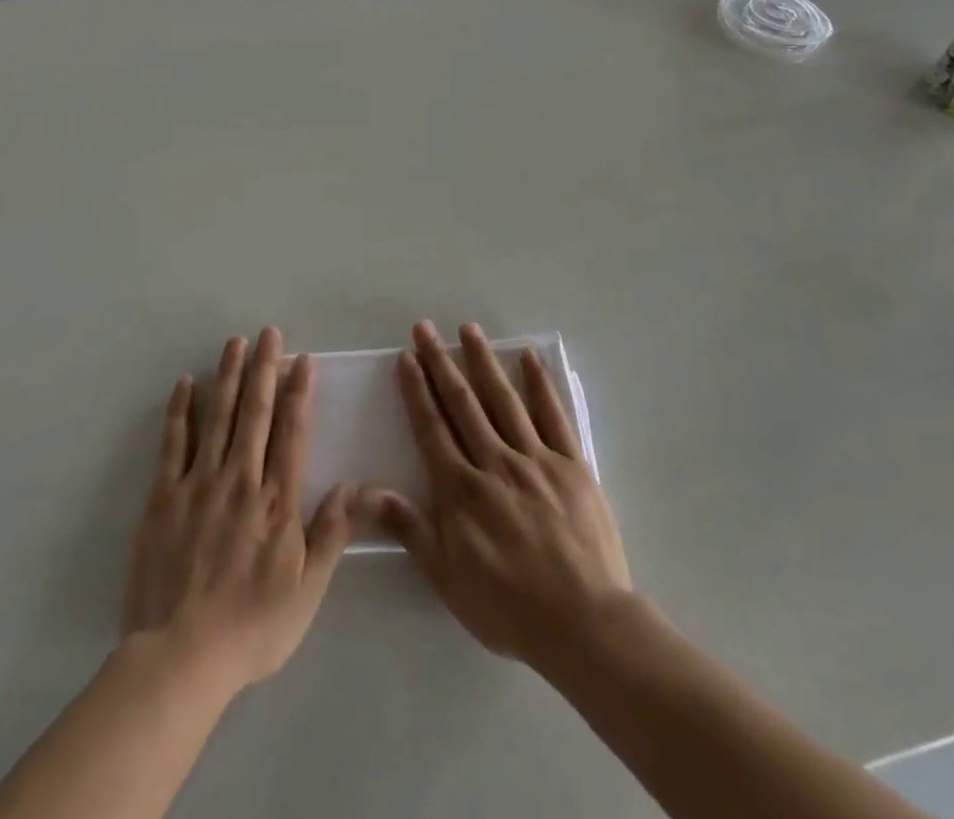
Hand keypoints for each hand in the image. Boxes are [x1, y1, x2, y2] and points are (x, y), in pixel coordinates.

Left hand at [120, 328, 351, 695]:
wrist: (180, 657)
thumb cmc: (251, 627)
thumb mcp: (307, 591)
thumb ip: (332, 534)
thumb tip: (356, 486)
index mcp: (276, 501)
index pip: (291, 432)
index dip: (299, 392)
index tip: (302, 359)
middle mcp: (240, 479)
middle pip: (255, 412)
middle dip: (264, 368)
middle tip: (268, 333)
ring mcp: (199, 483)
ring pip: (217, 416)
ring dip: (227, 376)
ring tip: (234, 343)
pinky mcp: (164, 496)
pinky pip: (174, 443)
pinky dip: (180, 411)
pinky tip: (185, 384)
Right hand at [362, 321, 631, 672]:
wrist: (585, 624)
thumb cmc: (509, 606)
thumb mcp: (447, 577)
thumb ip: (410, 528)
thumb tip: (368, 491)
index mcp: (462, 488)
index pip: (432, 427)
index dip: (417, 390)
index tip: (406, 357)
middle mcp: (495, 462)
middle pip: (463, 403)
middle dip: (441, 362)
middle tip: (425, 328)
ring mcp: (536, 459)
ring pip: (503, 399)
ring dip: (483, 361)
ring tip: (468, 329)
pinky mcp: (572, 464)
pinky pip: (553, 415)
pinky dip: (540, 384)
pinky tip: (528, 358)